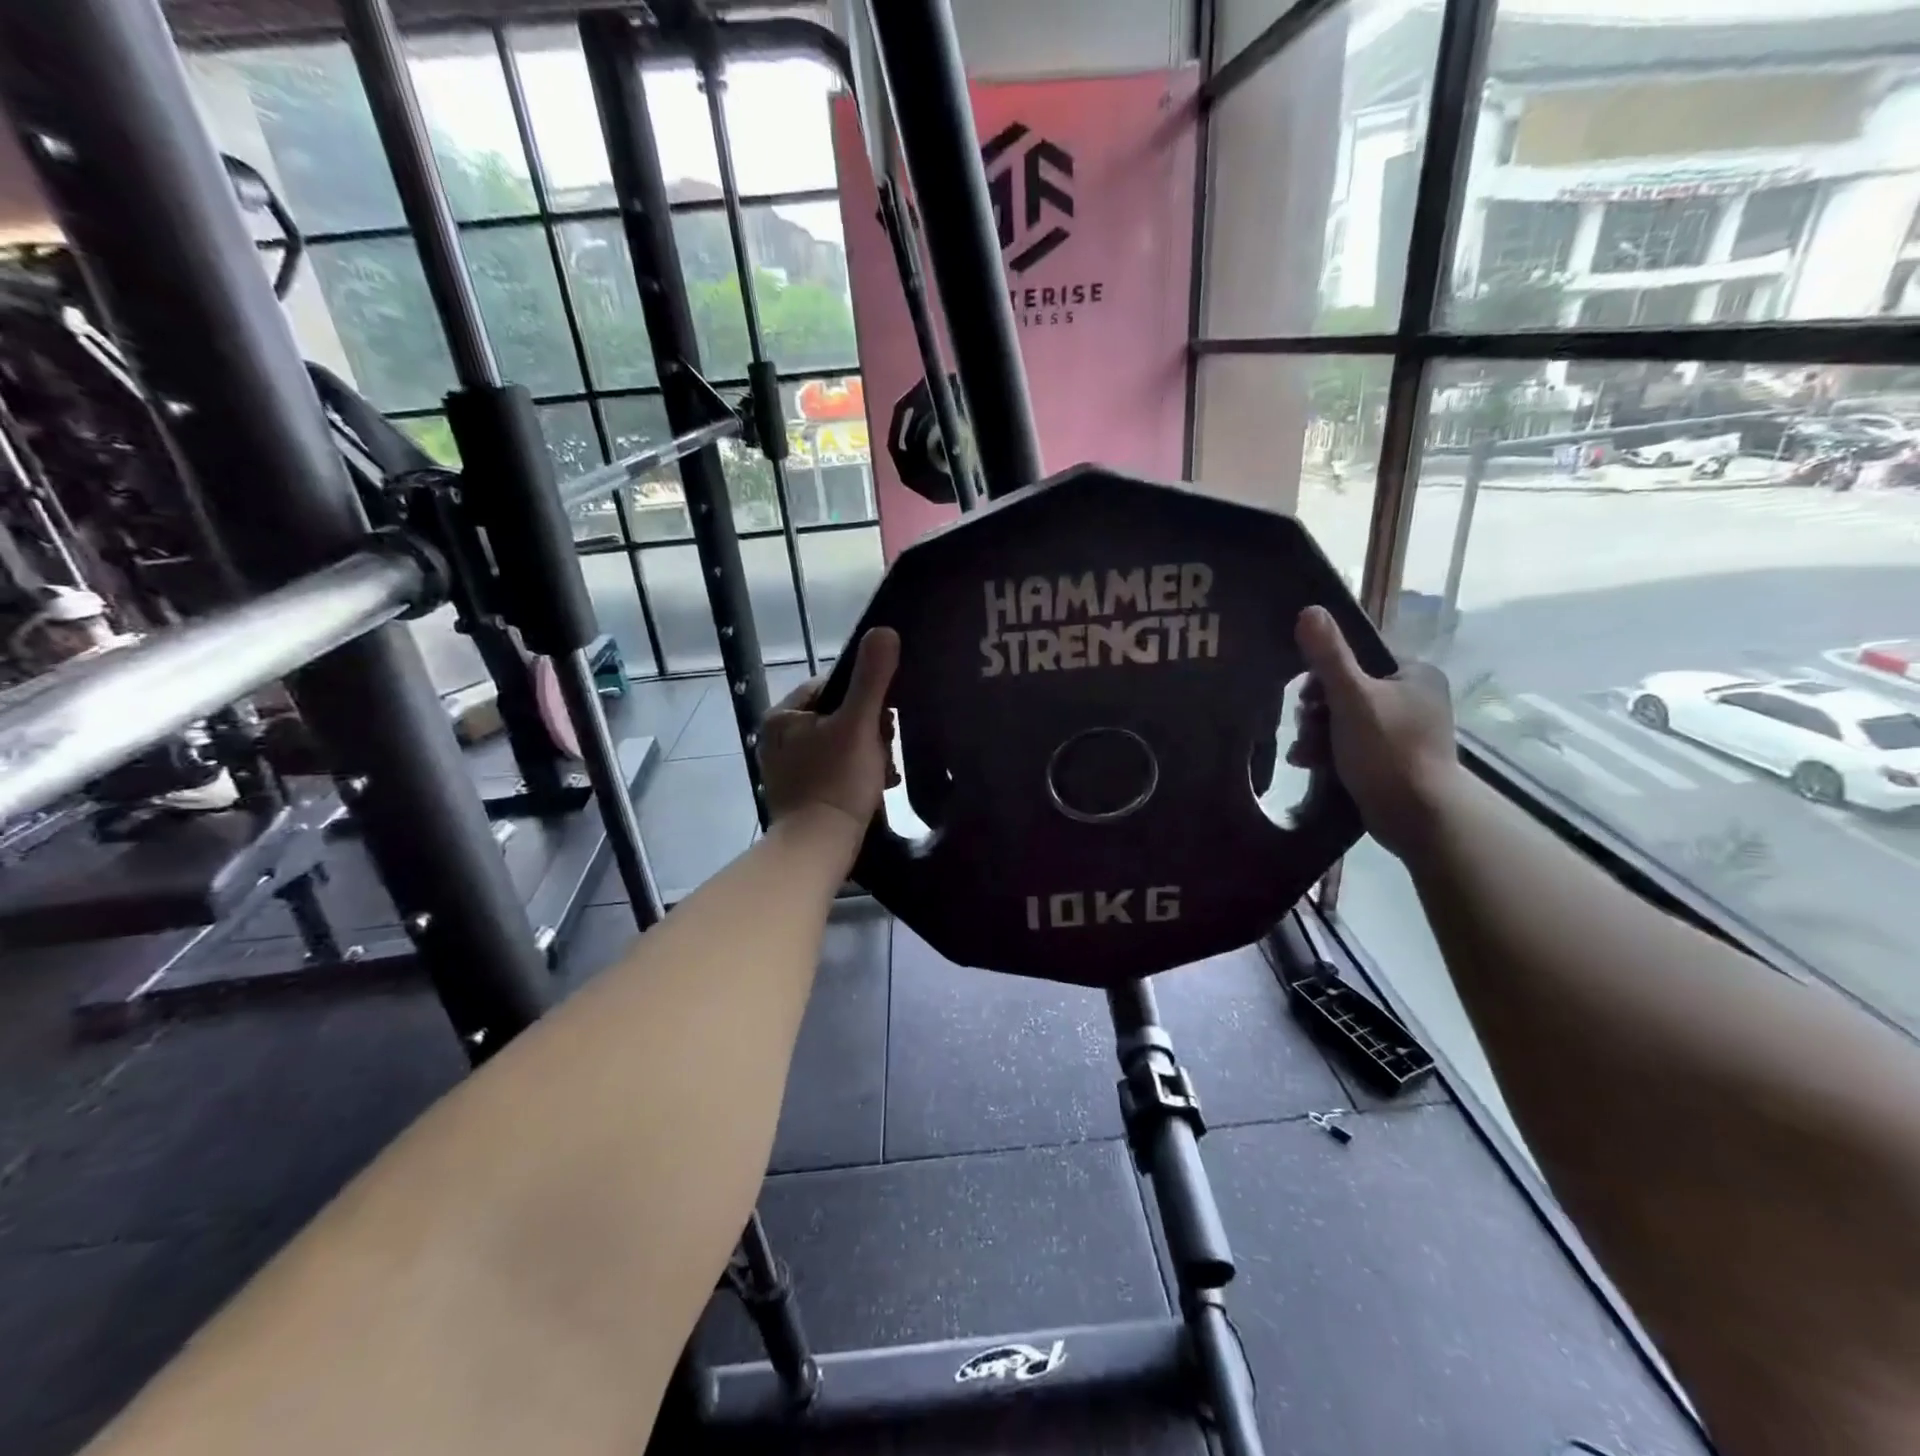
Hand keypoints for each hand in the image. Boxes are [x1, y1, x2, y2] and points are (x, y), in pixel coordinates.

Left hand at [758, 627, 900, 832]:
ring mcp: (788, 768)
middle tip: (885, 750)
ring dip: (868, 754)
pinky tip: (876, 787)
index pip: (832, 686)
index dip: (865, 698)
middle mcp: (778, 739)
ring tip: (885, 771)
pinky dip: (857, 775)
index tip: (884, 719)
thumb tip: (885, 630)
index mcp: (784, 716)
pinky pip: (835, 770)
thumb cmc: (836, 782)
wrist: (818, 848)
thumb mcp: (859, 725)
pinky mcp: (800, 794)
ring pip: (840, 745)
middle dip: (869, 731)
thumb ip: (872, 679)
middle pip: (838, 717)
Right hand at [1287, 606, 1461, 859]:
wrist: (1417, 816)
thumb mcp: (1352, 698)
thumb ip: (1329, 656)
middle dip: (1316, 712)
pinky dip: (1328, 750)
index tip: (1306, 696)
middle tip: (1306, 728)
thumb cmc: (1388, 750)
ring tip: (1303, 753)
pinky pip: (1351, 743)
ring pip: (1344, 719)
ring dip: (1316, 734)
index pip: (1359, 657)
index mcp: (1414, 674)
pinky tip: (1309, 763)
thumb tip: (1309, 610)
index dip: (1324, 673)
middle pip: (1347, 690)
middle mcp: (1413, 697)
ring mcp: (1404, 730)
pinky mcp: (1392, 758)